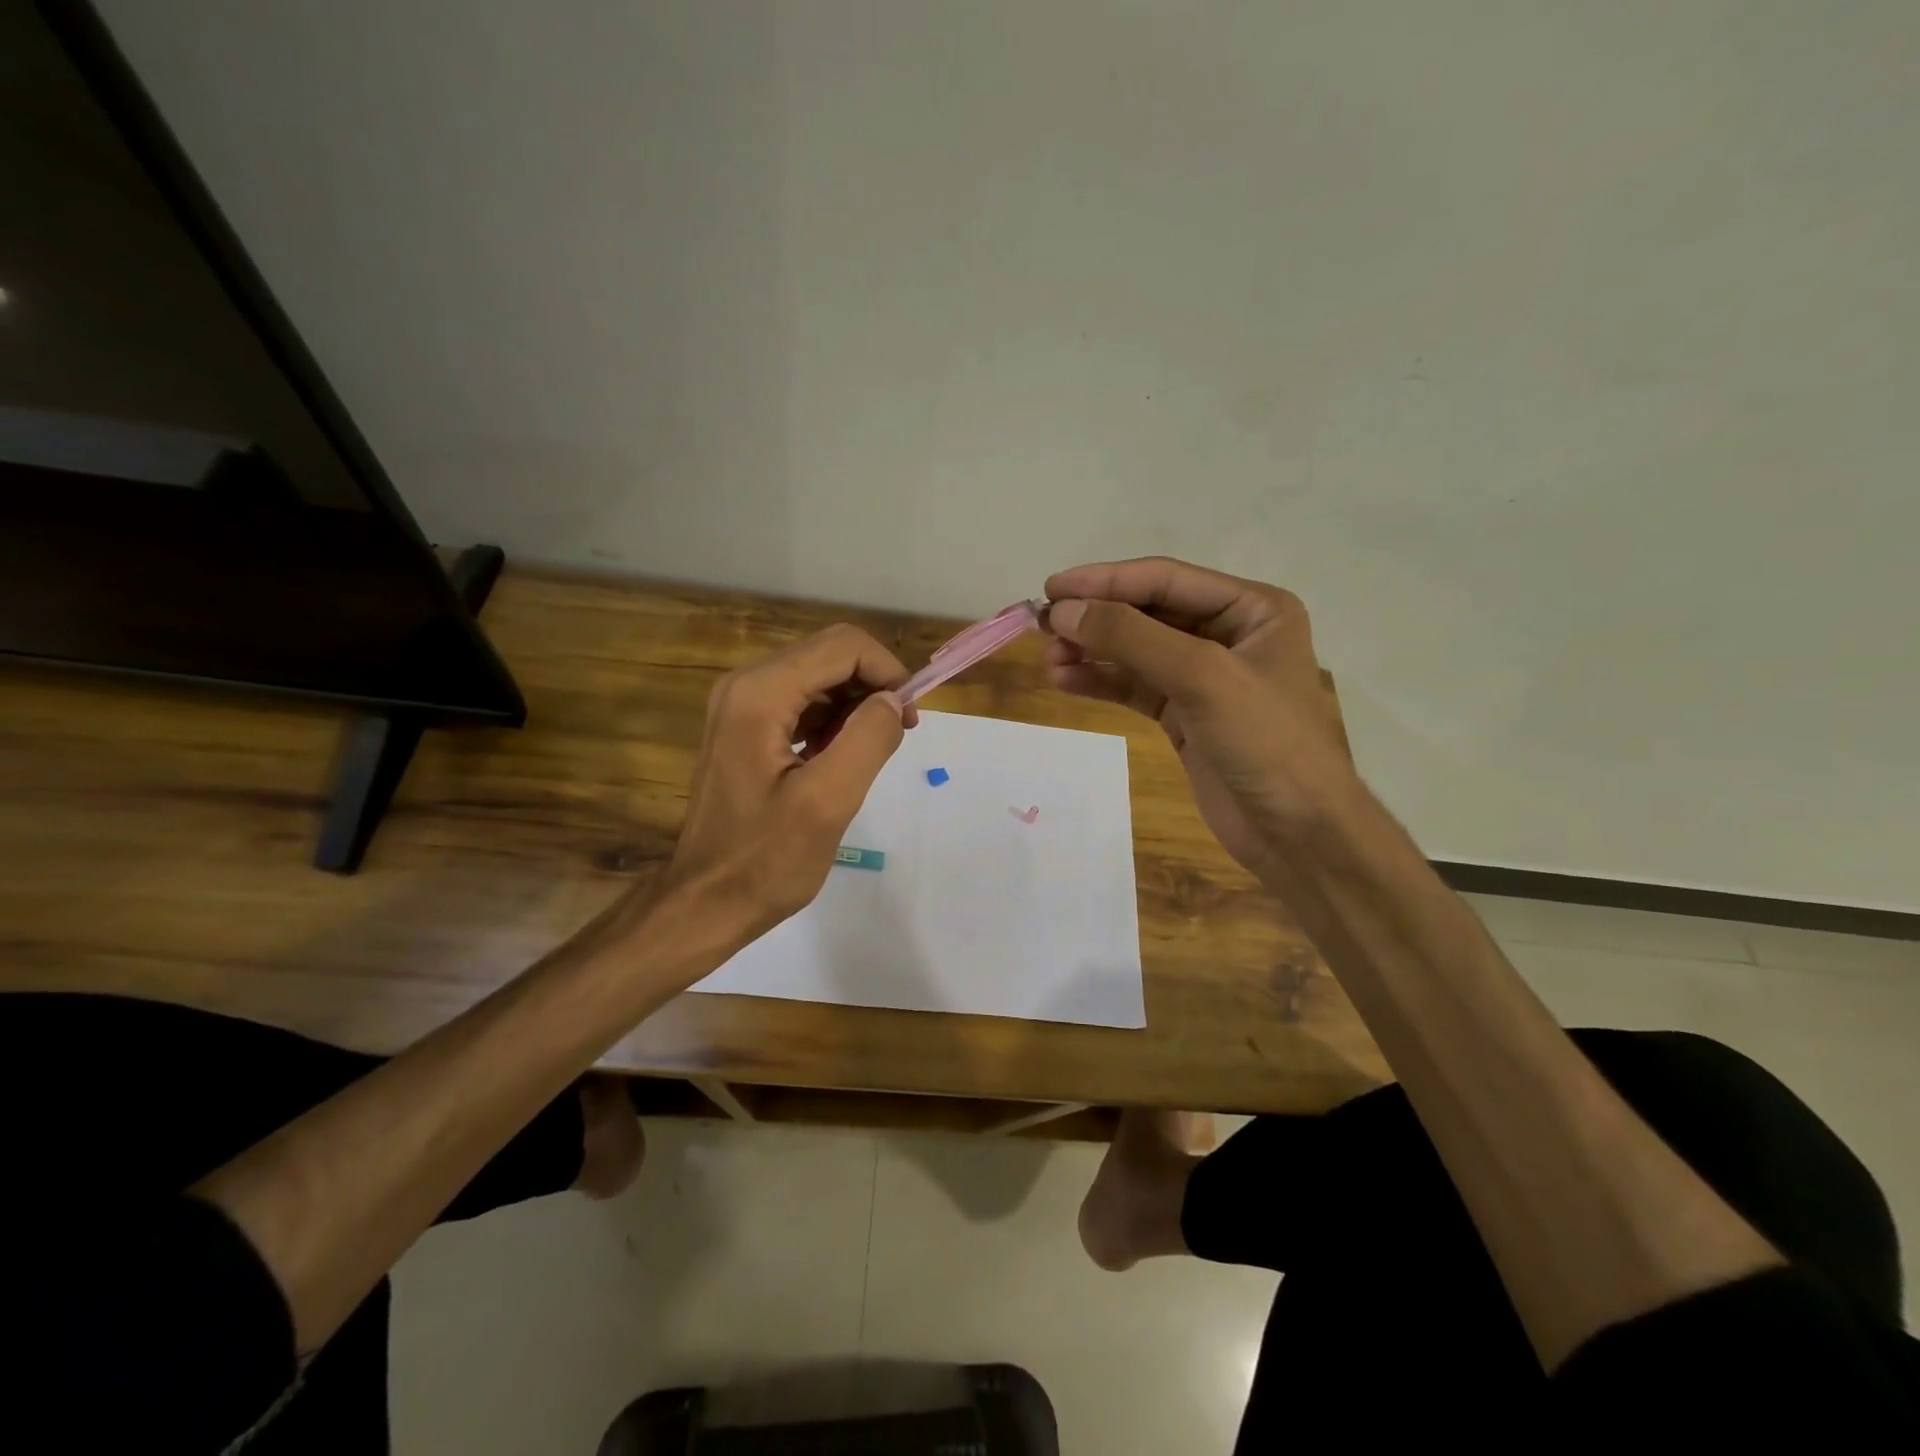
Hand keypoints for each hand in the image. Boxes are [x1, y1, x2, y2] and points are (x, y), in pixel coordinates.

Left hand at [663, 624, 914, 943]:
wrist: (707, 901)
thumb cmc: (766, 859)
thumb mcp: (828, 802)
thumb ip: (868, 740)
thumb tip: (892, 701)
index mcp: (760, 694)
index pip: (842, 646)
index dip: (887, 671)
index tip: (909, 717)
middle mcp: (745, 685)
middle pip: (829, 654)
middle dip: (873, 684)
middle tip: (898, 733)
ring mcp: (741, 704)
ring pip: (818, 676)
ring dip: (855, 704)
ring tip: (871, 752)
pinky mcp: (744, 726)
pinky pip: (802, 701)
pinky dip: (832, 719)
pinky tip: (840, 758)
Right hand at [1043, 557, 1352, 876]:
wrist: (1297, 833)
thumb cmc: (1265, 742)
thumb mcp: (1202, 677)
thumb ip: (1131, 637)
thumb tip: (1063, 610)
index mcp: (1252, 608)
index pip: (1166, 580)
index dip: (1106, 581)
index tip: (1051, 588)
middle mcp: (1229, 633)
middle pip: (1148, 612)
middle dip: (1096, 619)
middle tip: (1043, 627)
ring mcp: (1205, 676)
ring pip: (1136, 651)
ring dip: (1092, 652)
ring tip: (1049, 660)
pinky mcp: (1185, 714)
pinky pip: (1135, 686)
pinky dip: (1101, 682)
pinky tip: (1065, 681)